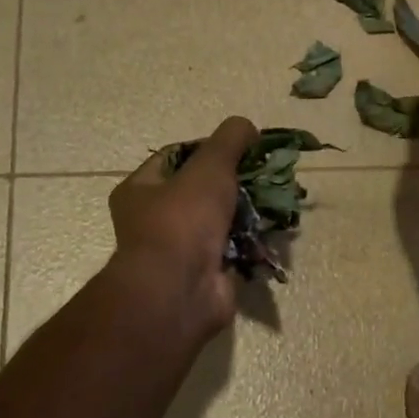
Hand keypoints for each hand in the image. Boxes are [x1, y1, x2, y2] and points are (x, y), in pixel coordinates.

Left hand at [108, 116, 258, 345]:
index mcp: (141, 190)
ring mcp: (180, 250)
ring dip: (248, 213)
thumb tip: (247, 126)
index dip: (209, 147)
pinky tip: (274, 232)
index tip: (242, 146)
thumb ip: (229, 141)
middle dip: (236, 182)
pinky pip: (234, 250)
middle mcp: (155, 220)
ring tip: (277, 201)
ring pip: (222, 221)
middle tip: (265, 174)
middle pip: (202, 189)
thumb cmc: (183, 221)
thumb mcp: (209, 167)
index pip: (176, 156)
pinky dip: (253, 243)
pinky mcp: (206, 274)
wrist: (180, 292)